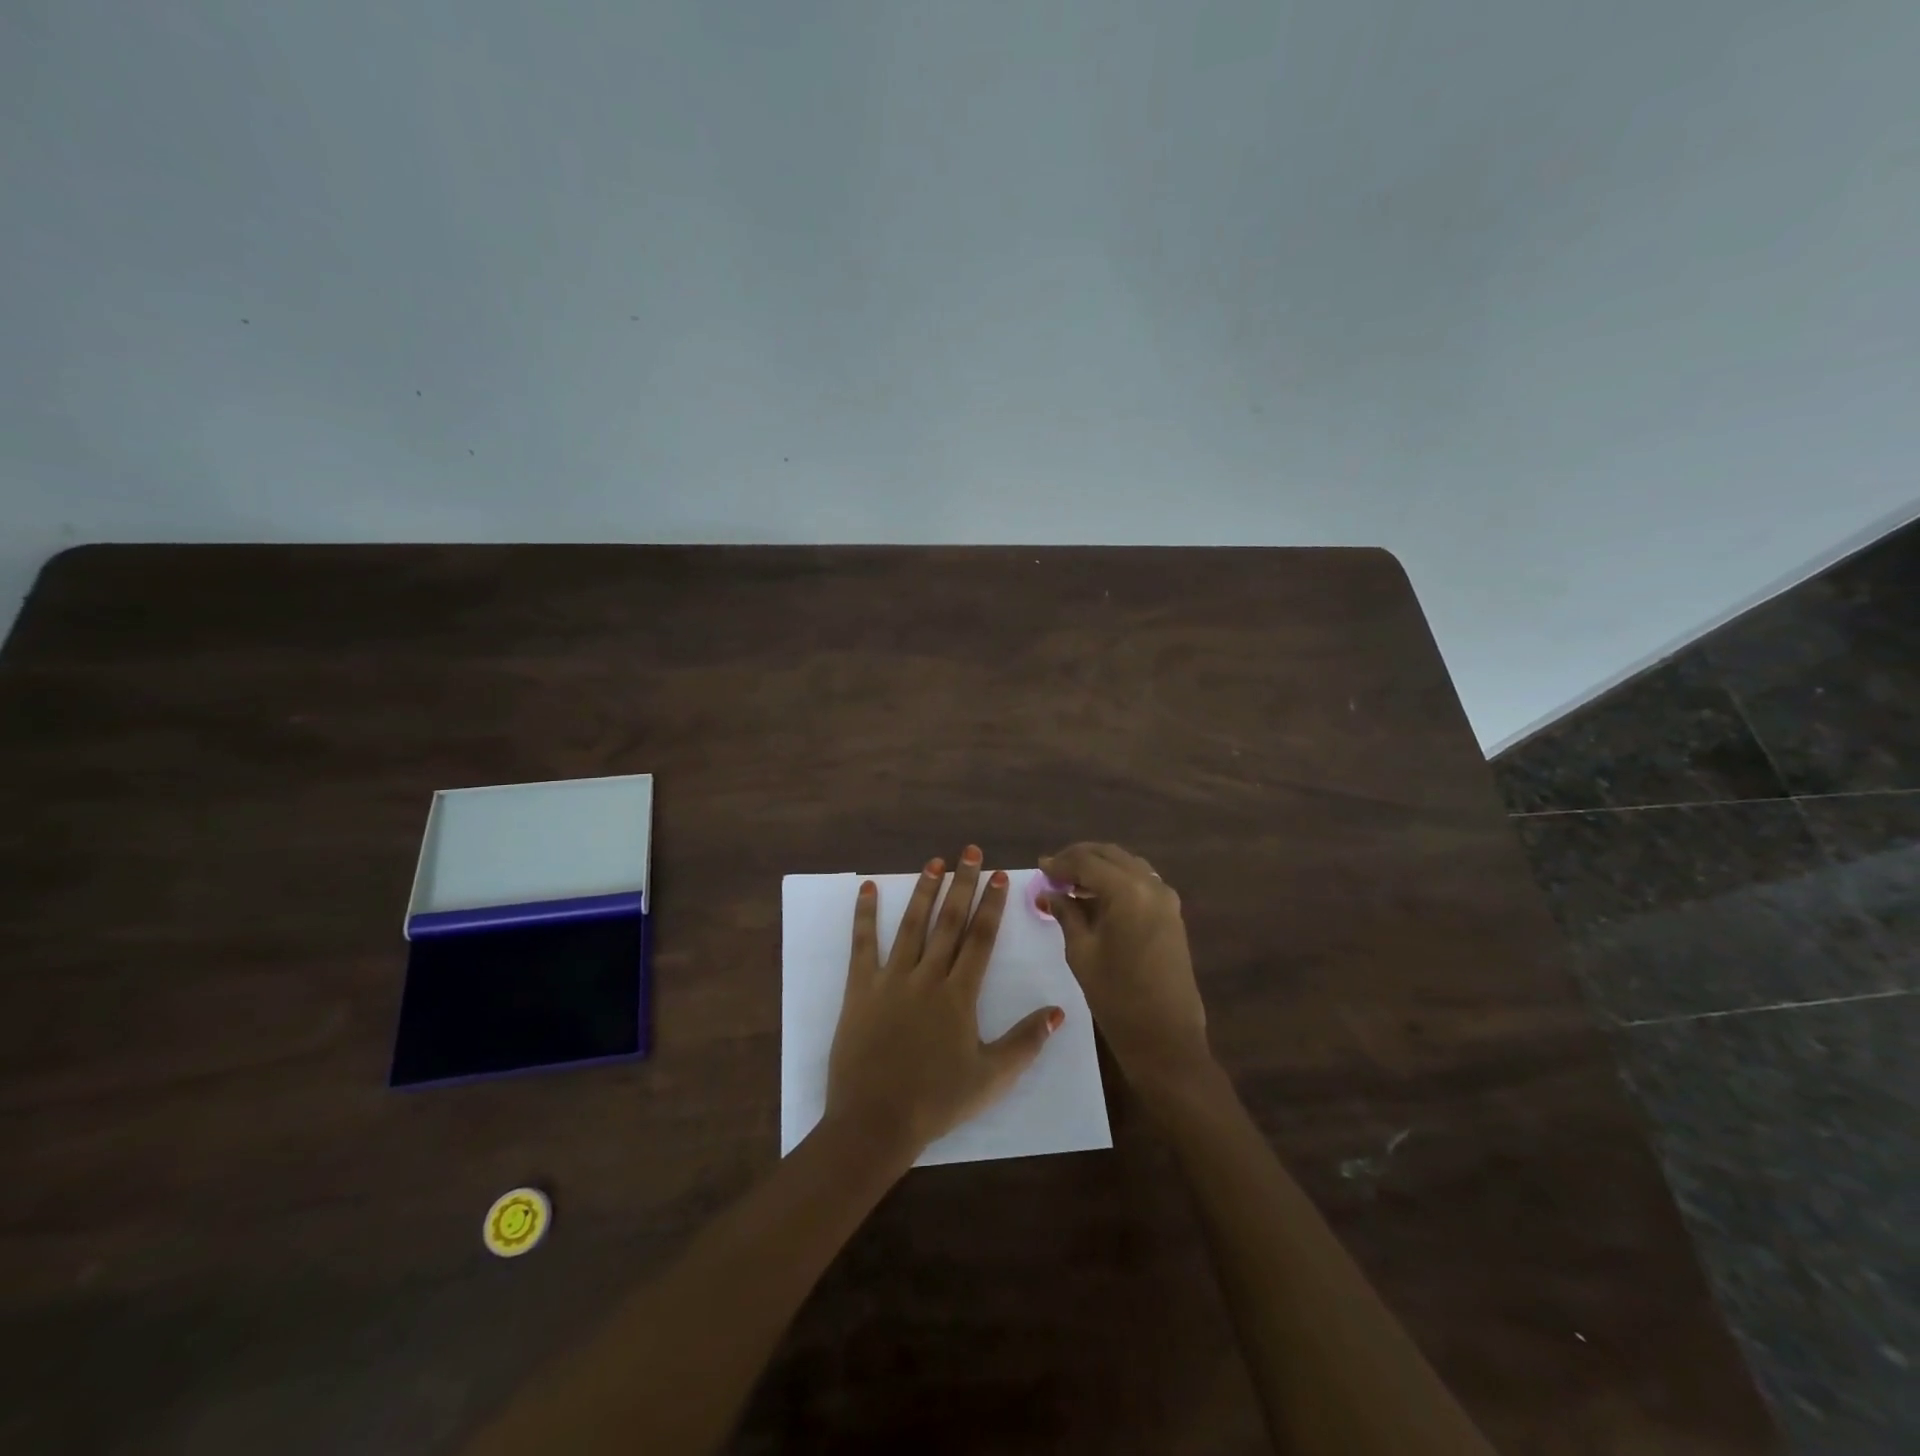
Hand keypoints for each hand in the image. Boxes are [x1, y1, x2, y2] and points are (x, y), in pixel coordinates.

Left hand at [826, 845, 1064, 1162]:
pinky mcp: (860, 989)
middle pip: (949, 922)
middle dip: (962, 884)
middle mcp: (928, 977)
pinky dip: (865, 915)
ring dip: (924, 891)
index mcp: (960, 995)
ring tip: (933, 862)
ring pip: (912, 925)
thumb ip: (1026, 1042)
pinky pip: (863, 945)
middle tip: (969, 852)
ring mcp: (891, 979)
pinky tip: (868, 889)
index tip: (998, 876)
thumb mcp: (992, 1078)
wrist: (875, 1121)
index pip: (981, 939)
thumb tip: (1059, 1011)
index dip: (992, 905)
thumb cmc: (937, 1101)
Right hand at [1039, 842, 1212, 1095]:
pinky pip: (1141, 882)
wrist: (1166, 1038)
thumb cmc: (1117, 997)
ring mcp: (1166, 898)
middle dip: (1080, 858)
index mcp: (1128, 891)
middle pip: (1110, 855)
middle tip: (1053, 872)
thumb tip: (1050, 892)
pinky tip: (1098, 897)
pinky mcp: (1172, 914)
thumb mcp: (1082, 952)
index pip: (1087, 862)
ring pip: (1127, 865)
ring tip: (1072, 883)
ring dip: (1100, 867)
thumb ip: (1066, 914)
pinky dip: (1118, 881)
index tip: (1039, 866)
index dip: (1060, 863)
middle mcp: (1151, 885)